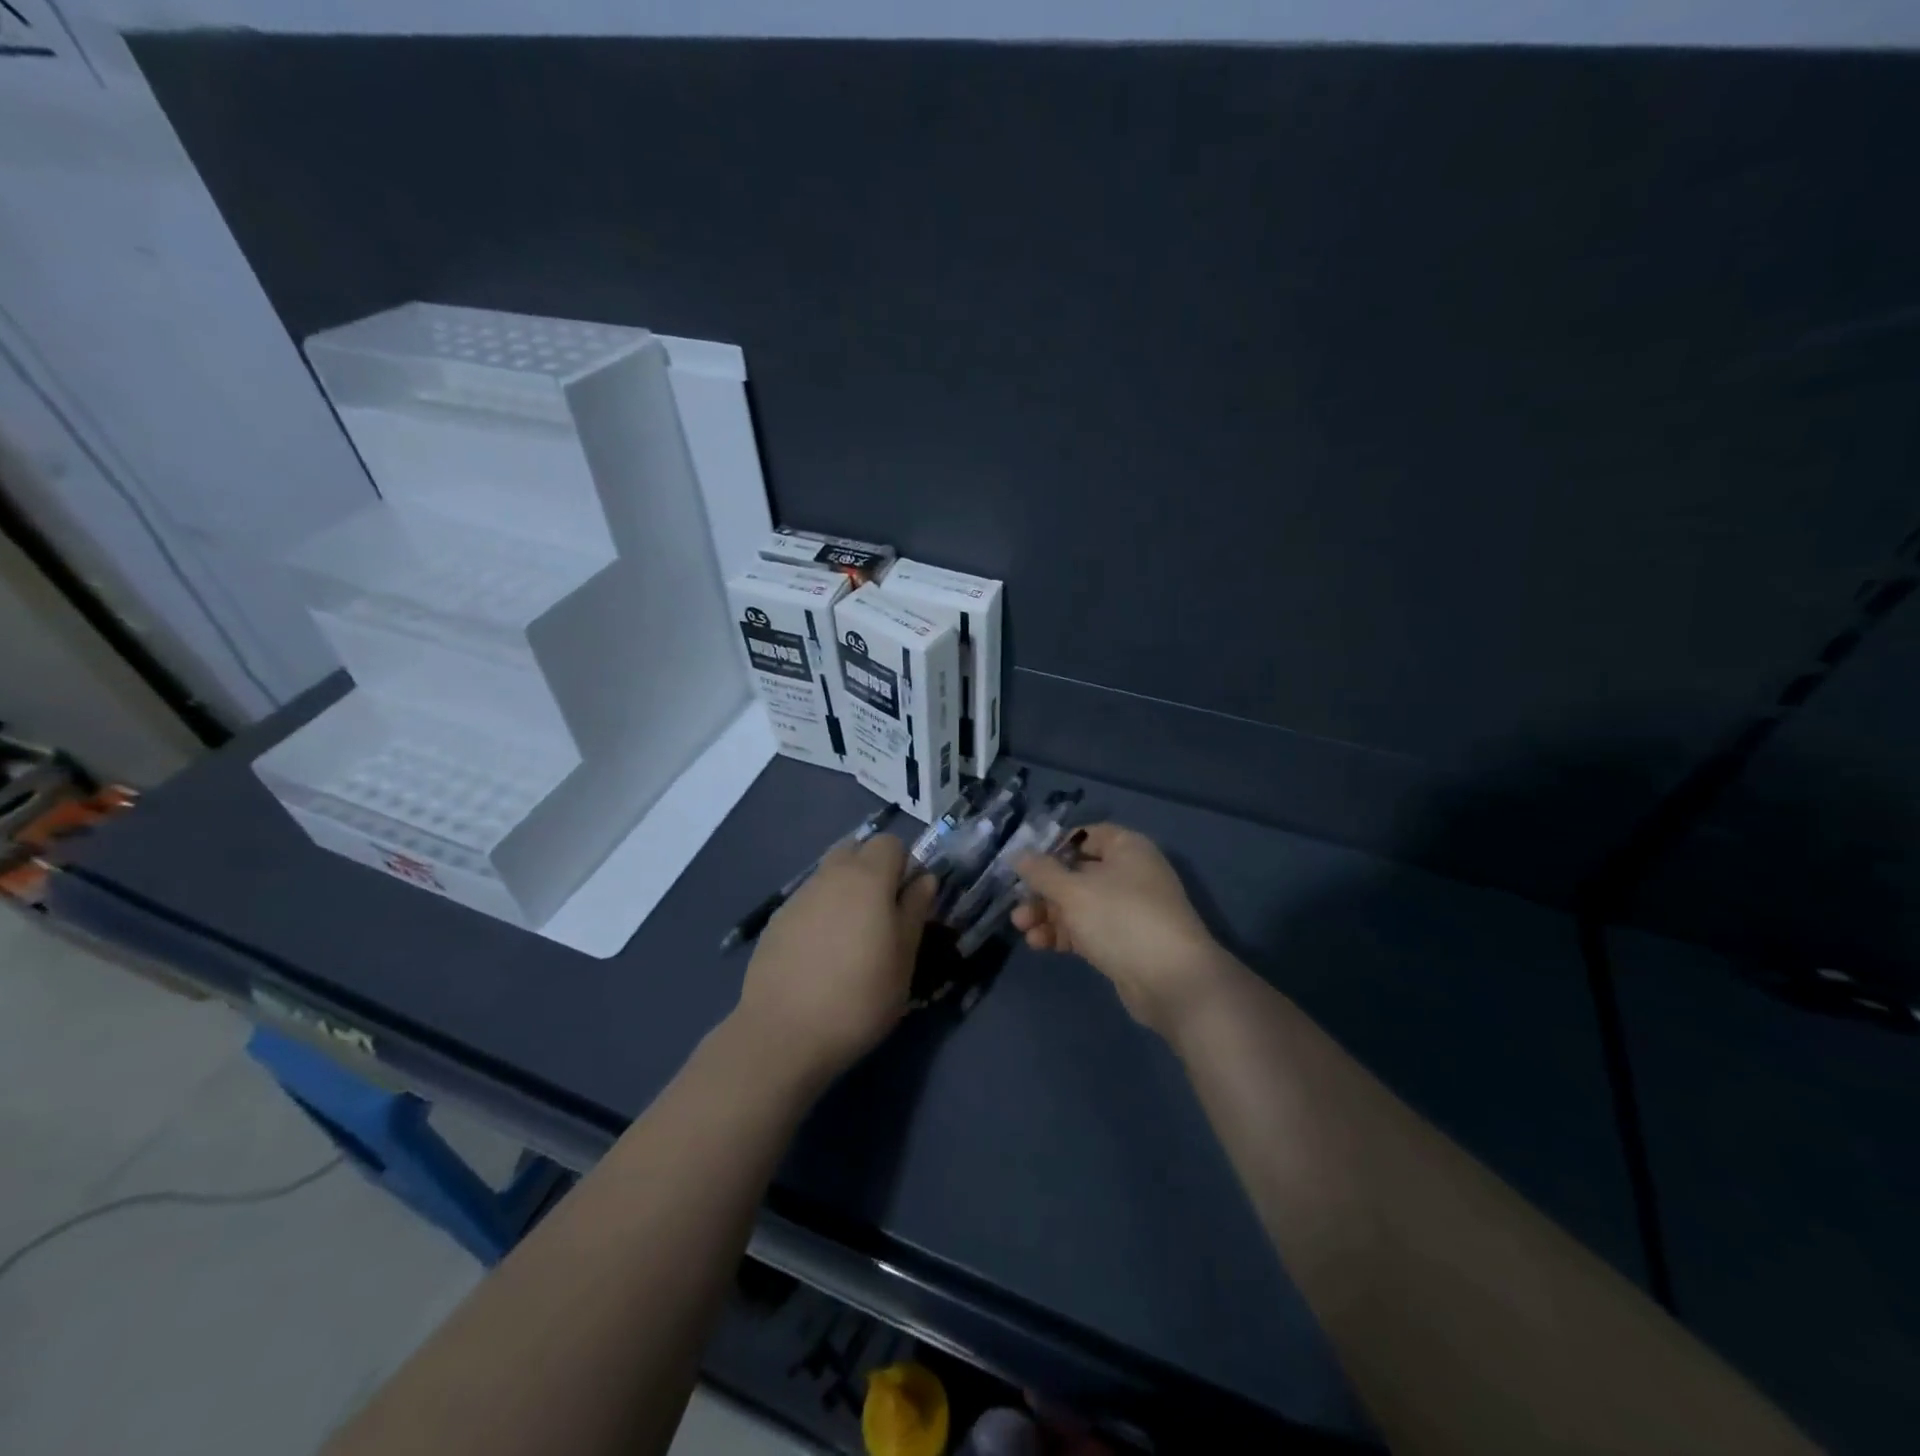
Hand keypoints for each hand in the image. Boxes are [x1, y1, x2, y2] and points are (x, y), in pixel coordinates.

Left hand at [734, 833, 936, 1081]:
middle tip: (882, 915)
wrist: (783, 1033)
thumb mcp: (904, 958)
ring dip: (846, 892)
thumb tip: (924, 879)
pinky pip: (808, 901)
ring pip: (829, 875)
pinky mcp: (776, 921)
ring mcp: (798, 897)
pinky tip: (821, 956)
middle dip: (872, 870)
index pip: (890, 842)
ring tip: (851, 939)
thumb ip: (915, 910)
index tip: (907, 901)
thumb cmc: (860, 996)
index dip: (903, 865)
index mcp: (867, 877)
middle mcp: (830, 875)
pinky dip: (821, 913)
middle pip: (855, 850)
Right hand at [1014, 824, 1232, 1039]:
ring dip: (1048, 914)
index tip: (1027, 862)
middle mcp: (1130, 874)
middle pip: (1078, 872)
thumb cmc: (1121, 919)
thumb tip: (1018, 855)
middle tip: (1017, 903)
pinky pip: (1087, 929)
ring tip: (1021, 927)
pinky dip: (1064, 933)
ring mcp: (1128, 910)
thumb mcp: (1073, 890)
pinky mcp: (1124, 942)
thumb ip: (1042, 872)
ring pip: (1080, 904)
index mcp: (1127, 848)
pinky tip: (1039, 944)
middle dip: (1044, 889)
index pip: (1087, 835)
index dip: (1056, 845)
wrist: (1172, 981)